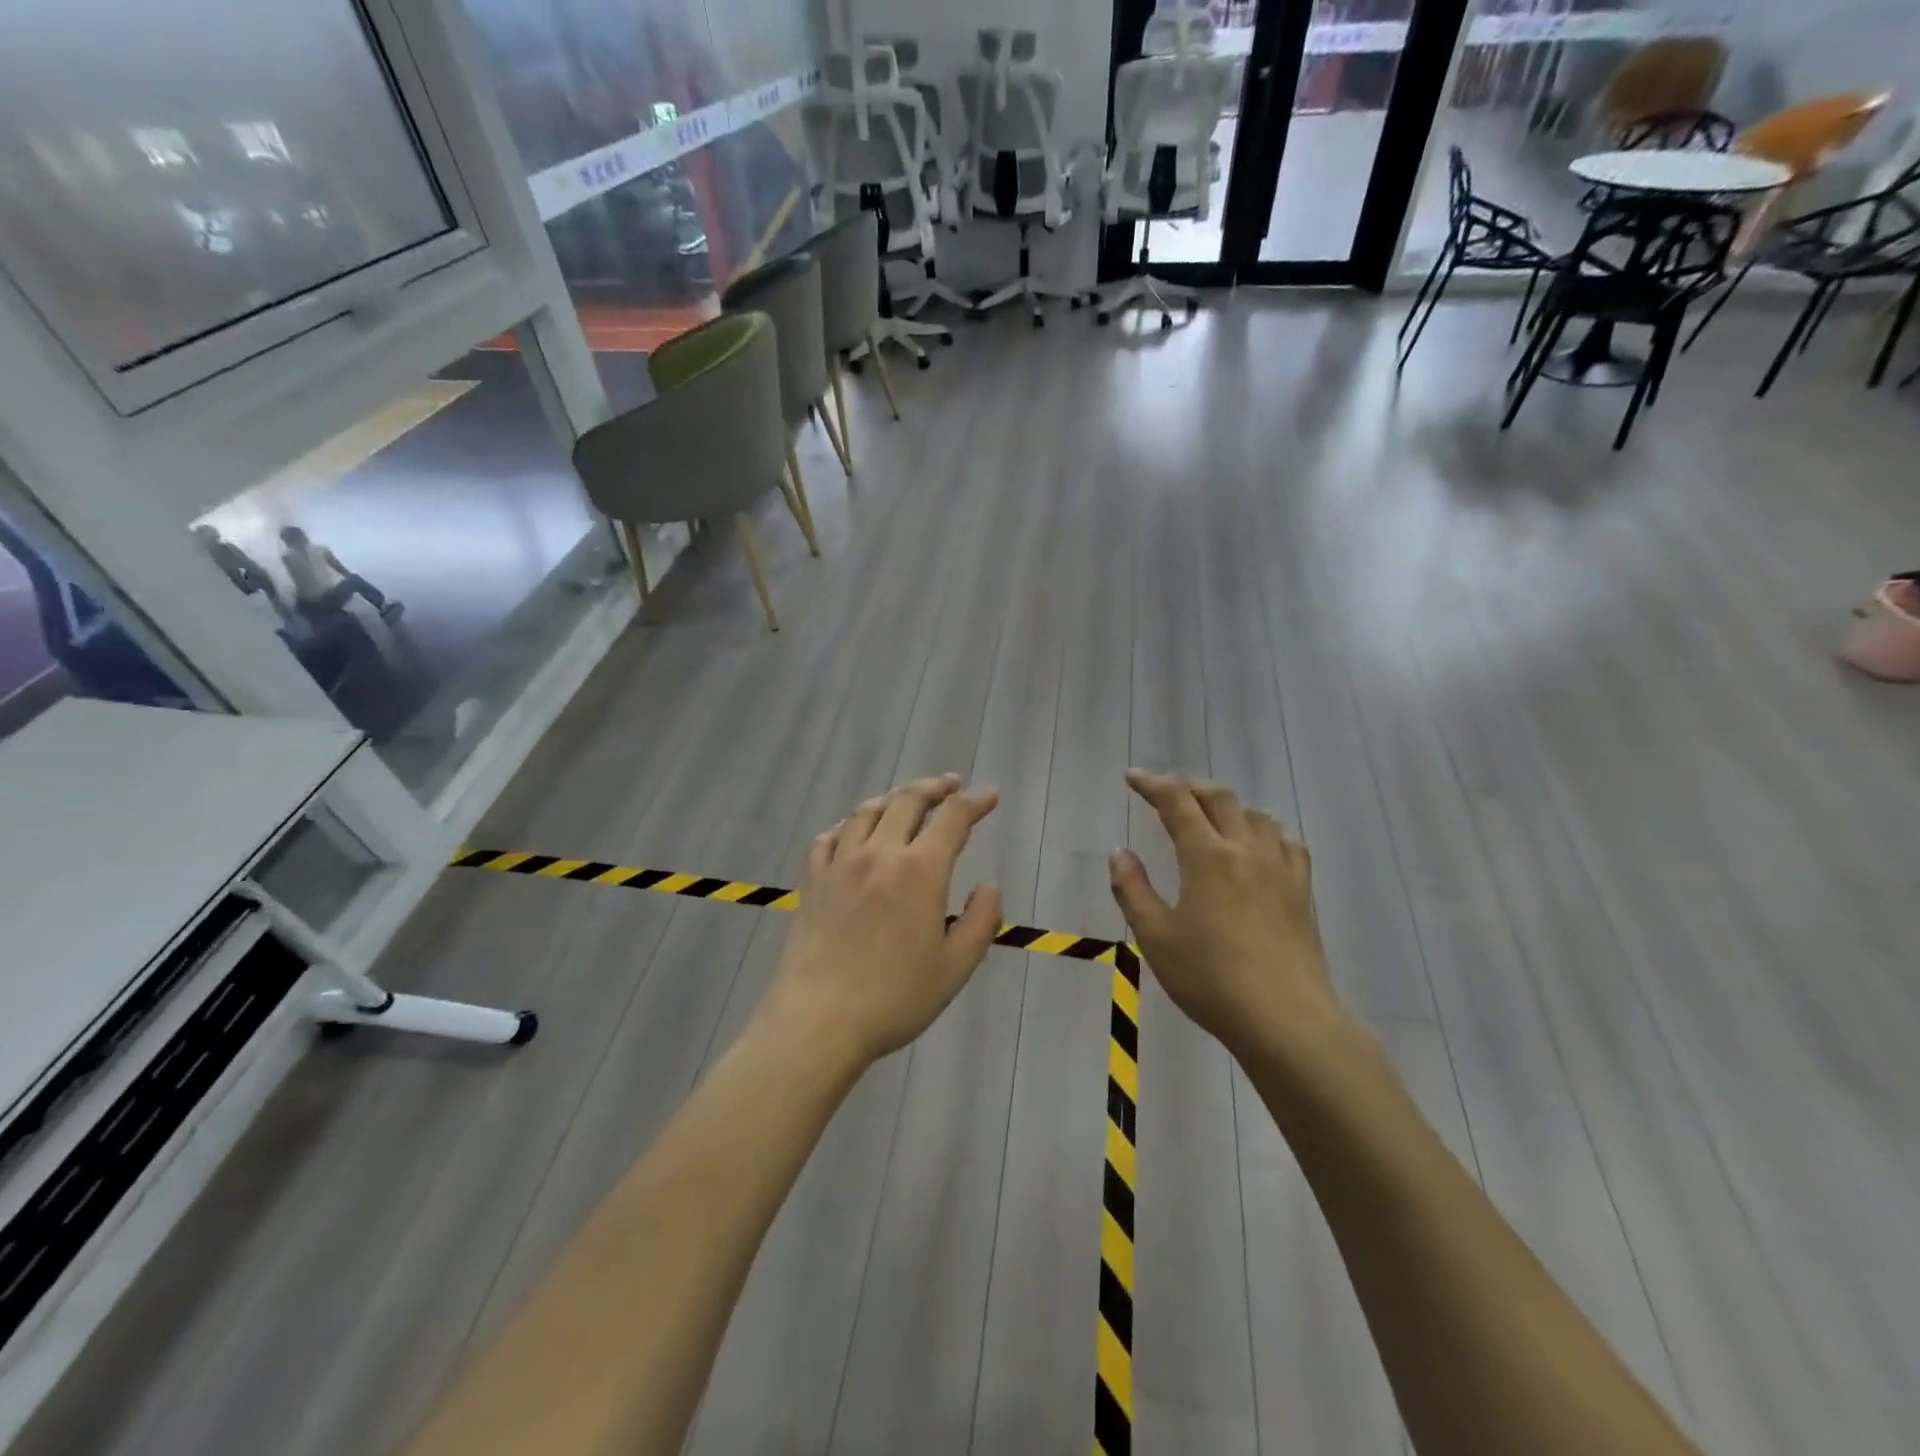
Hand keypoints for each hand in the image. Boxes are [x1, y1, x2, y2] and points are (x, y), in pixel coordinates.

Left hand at [763, 775, 1002, 1066]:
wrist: (819, 1019)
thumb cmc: (895, 998)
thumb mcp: (956, 967)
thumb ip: (981, 921)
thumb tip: (988, 886)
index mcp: (920, 870)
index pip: (952, 818)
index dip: (975, 802)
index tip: (989, 796)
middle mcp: (879, 854)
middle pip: (907, 801)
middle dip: (934, 788)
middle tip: (950, 785)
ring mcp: (840, 864)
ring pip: (866, 812)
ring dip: (892, 798)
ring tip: (905, 800)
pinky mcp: (812, 881)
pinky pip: (828, 838)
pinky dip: (846, 826)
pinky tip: (851, 832)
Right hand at [1109, 770, 1347, 1059]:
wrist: (1286, 1020)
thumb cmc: (1211, 980)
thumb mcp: (1156, 937)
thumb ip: (1133, 890)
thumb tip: (1120, 853)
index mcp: (1208, 857)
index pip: (1177, 802)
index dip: (1153, 784)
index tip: (1132, 777)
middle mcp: (1246, 850)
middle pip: (1219, 798)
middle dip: (1189, 787)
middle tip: (1166, 791)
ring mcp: (1280, 868)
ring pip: (1255, 815)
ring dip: (1227, 805)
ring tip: (1209, 814)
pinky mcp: (1302, 890)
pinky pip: (1285, 842)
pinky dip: (1264, 830)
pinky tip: (1258, 845)